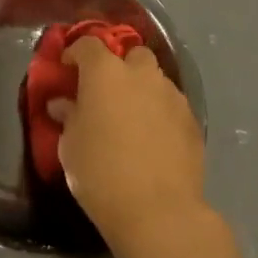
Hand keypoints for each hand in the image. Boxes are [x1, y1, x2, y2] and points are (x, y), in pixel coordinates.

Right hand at [49, 37, 206, 254]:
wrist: (159, 212)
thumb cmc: (101, 174)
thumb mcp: (70, 146)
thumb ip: (68, 117)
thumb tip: (64, 104)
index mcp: (105, 72)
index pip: (88, 44)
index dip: (75, 53)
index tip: (67, 70)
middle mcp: (140, 74)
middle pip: (131, 54)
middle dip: (120, 66)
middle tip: (107, 93)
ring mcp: (171, 95)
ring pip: (155, 79)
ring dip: (142, 89)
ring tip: (133, 118)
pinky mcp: (192, 120)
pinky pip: (171, 105)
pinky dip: (160, 113)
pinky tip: (154, 139)